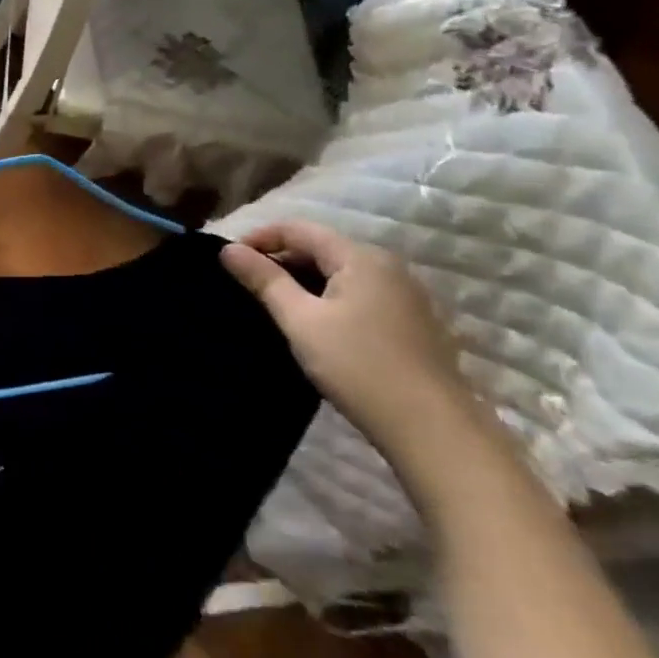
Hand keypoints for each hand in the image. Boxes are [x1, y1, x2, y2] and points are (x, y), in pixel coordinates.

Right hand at [220, 222, 496, 485]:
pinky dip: (325, 296)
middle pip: (320, 247)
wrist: (431, 428)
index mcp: (360, 257)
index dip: (258, 238)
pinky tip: (310, 323)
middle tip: (243, 284)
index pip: (298, 229)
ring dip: (301, 279)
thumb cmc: (358, 366)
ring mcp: (403, 294)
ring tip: (270, 303)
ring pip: (338, 272)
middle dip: (278, 259)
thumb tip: (227, 250)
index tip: (228, 261)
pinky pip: (357, 293)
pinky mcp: (410, 321)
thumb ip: (264, 280)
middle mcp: (387, 266)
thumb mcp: (300, 320)